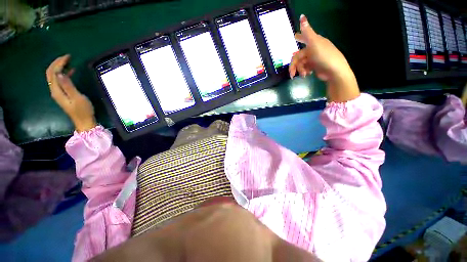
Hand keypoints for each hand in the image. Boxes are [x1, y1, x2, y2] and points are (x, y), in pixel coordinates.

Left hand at [46, 55, 96, 131]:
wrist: (84, 121)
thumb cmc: (83, 110)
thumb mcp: (77, 98)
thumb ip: (68, 86)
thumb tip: (61, 74)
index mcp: (57, 91)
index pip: (53, 73)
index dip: (58, 63)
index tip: (68, 57)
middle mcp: (55, 90)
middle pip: (51, 73)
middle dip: (57, 63)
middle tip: (68, 57)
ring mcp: (58, 92)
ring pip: (54, 76)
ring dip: (60, 67)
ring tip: (69, 61)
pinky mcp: (63, 94)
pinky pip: (59, 80)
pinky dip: (63, 74)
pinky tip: (70, 71)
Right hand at [290, 15, 359, 101]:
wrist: (333, 71)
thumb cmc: (324, 56)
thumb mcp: (314, 43)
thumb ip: (307, 32)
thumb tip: (302, 15)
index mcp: (314, 42)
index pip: (304, 37)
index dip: (299, 37)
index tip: (294, 36)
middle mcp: (313, 49)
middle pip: (298, 56)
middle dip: (294, 65)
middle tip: (291, 73)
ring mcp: (313, 58)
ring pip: (300, 64)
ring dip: (300, 70)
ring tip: (303, 75)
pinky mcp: (314, 67)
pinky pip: (305, 68)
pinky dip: (304, 72)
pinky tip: (307, 74)